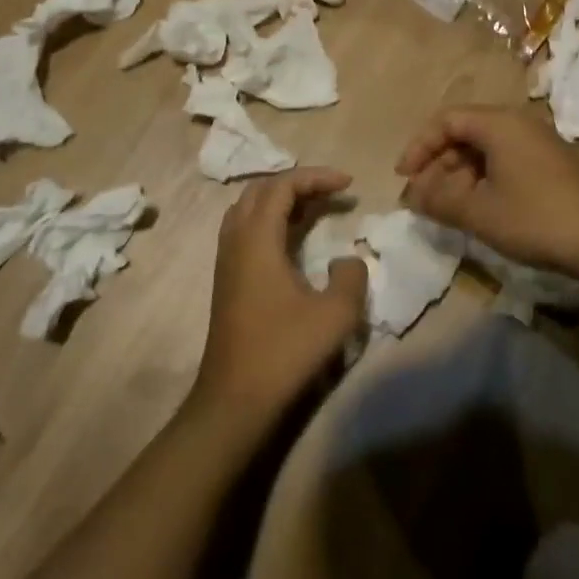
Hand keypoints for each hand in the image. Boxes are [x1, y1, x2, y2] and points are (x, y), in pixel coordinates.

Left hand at [190, 167, 367, 427]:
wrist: (234, 401)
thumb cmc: (283, 352)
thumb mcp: (335, 314)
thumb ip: (351, 277)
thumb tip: (348, 260)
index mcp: (257, 238)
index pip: (283, 185)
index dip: (317, 177)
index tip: (349, 184)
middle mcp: (236, 240)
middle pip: (262, 190)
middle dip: (299, 183)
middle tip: (333, 192)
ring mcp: (227, 259)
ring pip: (250, 208)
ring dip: (282, 200)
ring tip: (316, 208)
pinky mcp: (227, 279)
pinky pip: (246, 229)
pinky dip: (272, 219)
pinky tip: (294, 239)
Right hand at [396, 105, 578, 278]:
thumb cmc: (537, 219)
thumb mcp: (480, 213)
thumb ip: (439, 200)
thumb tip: (413, 194)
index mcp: (498, 123)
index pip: (446, 120)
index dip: (419, 146)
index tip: (404, 177)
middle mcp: (517, 123)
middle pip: (465, 132)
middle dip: (437, 164)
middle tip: (422, 198)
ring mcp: (537, 142)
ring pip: (484, 149)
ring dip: (459, 174)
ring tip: (446, 208)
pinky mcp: (550, 164)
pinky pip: (504, 160)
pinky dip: (483, 180)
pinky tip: (479, 208)